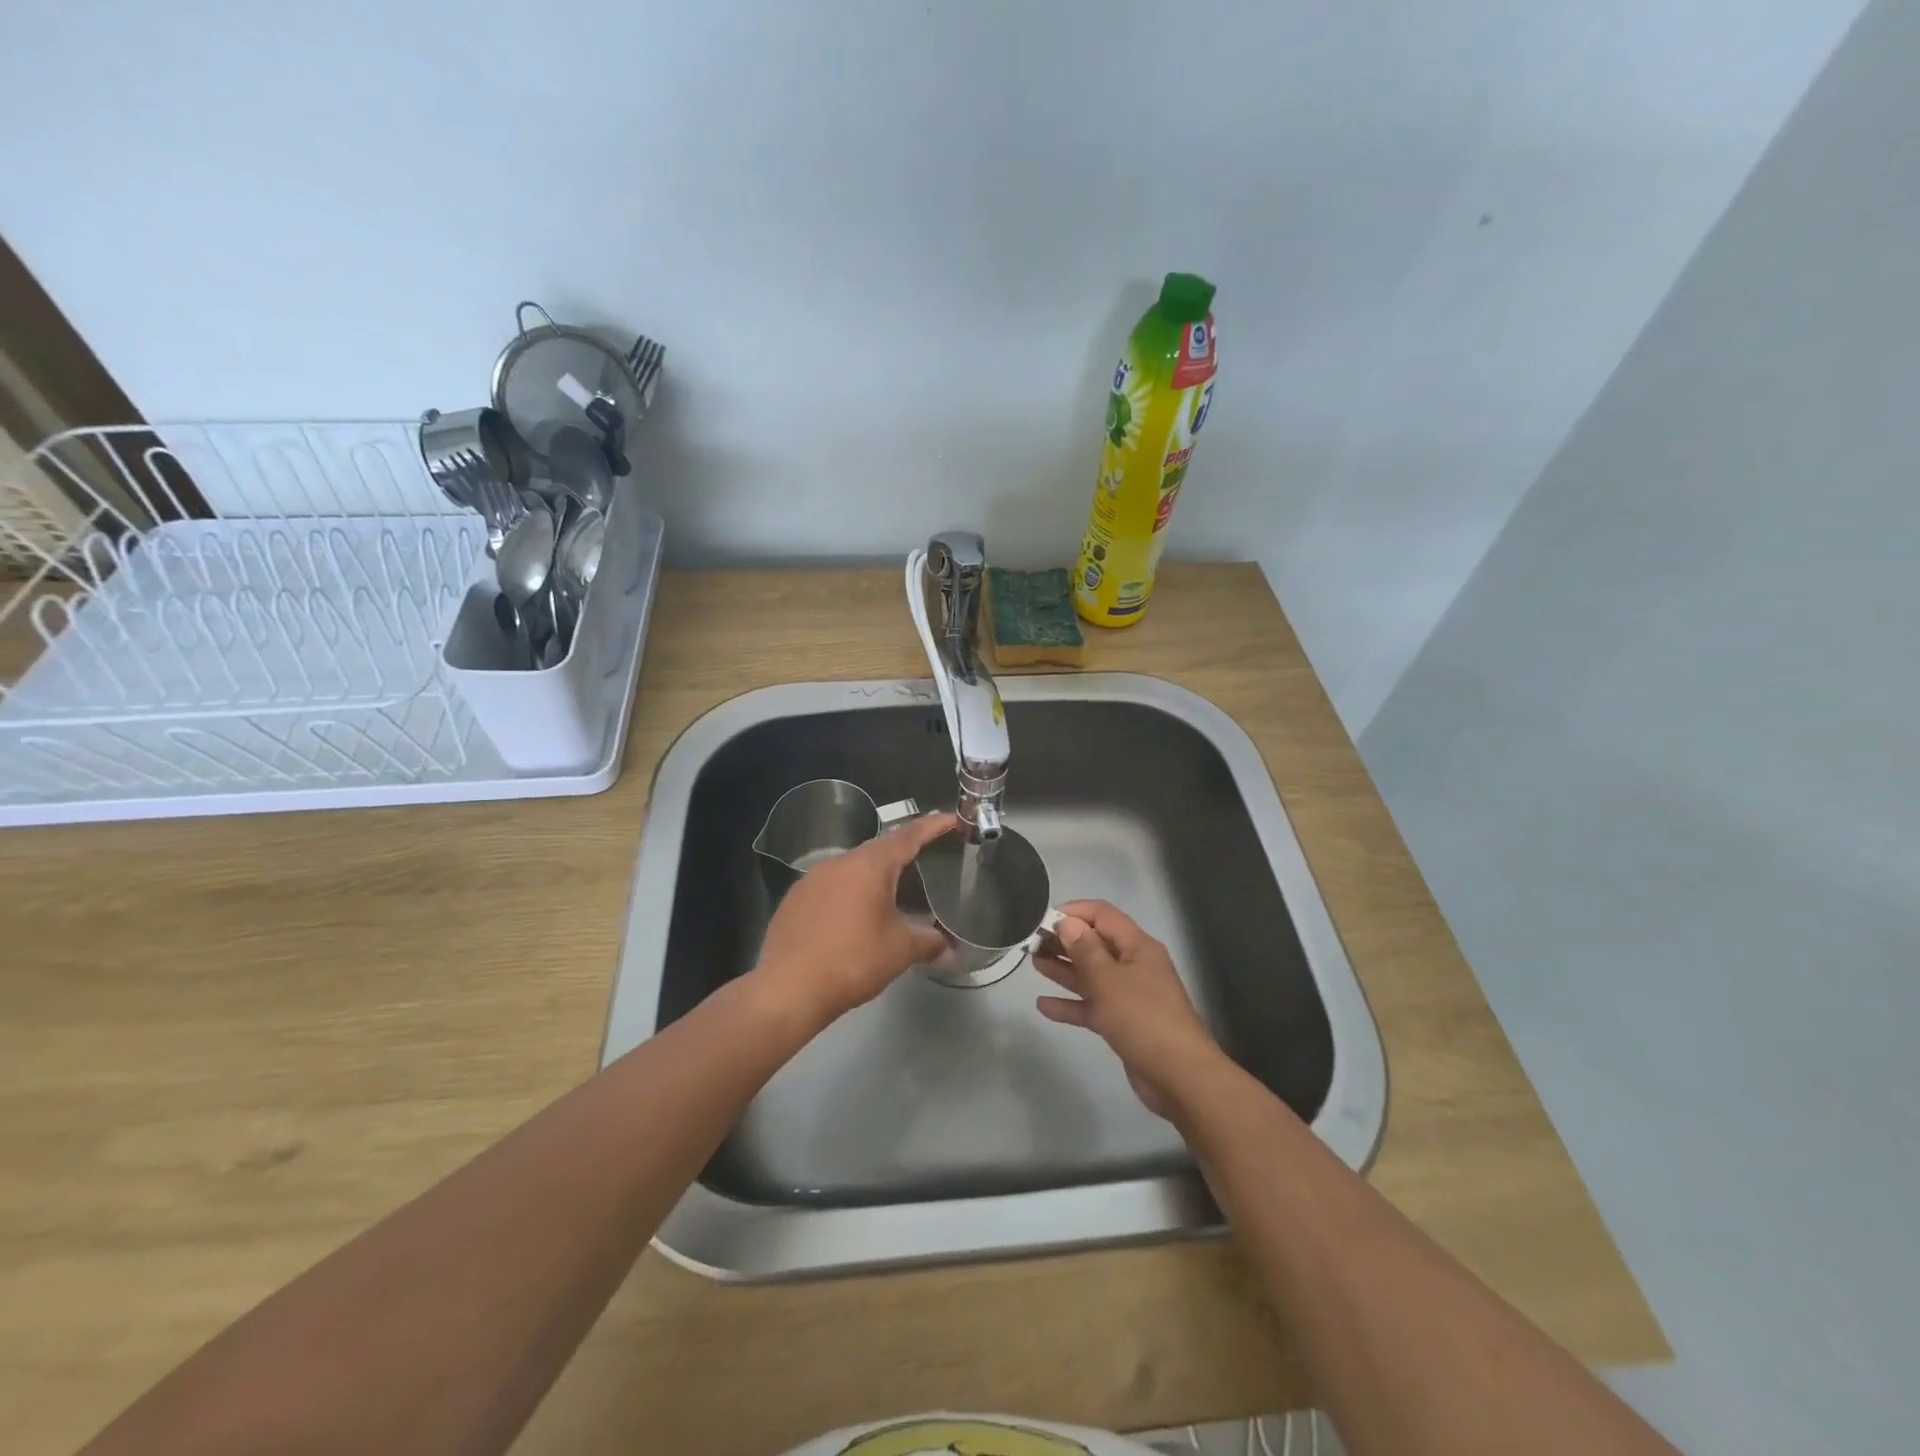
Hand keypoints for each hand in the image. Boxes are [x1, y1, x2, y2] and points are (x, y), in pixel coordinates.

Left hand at [751, 812, 956, 1029]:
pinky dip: (850, 893)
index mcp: (869, 866)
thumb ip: (929, 943)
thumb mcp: (900, 951)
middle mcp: (839, 863)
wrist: (787, 989)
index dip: (932, 826)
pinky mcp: (794, 900)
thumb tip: (951, 950)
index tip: (952, 819)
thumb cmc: (852, 961)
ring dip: (875, 876)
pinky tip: (855, 916)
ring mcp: (812, 880)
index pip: (908, 836)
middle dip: (904, 853)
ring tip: (894, 892)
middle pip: (879, 849)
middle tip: (928, 860)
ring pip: (852, 868)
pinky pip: (831, 887)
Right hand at [1034, 899, 1226, 1119]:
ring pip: (1091, 975)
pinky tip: (1043, 1005)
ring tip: (1034, 963)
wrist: (1178, 1077)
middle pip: (1095, 944)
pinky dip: (1070, 1004)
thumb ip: (1085, 950)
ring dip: (1064, 969)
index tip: (1043, 919)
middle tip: (1032, 943)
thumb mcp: (1109, 980)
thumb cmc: (1142, 1019)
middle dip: (1064, 941)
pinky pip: (1092, 1006)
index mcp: (1137, 947)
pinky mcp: (1122, 1023)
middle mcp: (1133, 965)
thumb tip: (1067, 922)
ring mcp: (1128, 995)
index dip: (1074, 911)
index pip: (1102, 915)